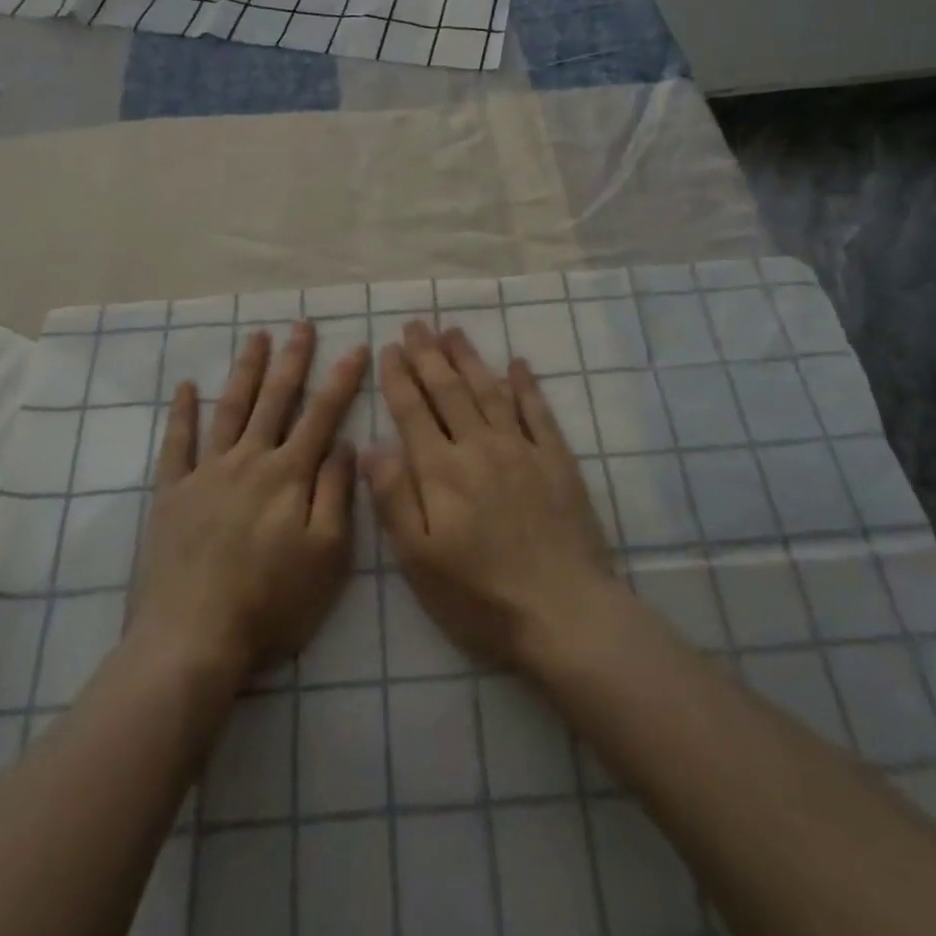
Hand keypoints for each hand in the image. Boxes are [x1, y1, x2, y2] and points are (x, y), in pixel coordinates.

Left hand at [130, 322, 369, 679]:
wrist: (193, 637)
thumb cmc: (271, 602)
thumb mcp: (327, 554)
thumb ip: (336, 493)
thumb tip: (342, 443)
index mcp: (289, 474)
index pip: (322, 415)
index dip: (341, 380)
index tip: (356, 346)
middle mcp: (248, 460)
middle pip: (275, 400)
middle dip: (292, 360)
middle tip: (301, 325)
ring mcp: (206, 473)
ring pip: (230, 409)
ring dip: (246, 371)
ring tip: (257, 338)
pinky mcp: (172, 493)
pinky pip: (177, 443)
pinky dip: (182, 413)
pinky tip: (186, 387)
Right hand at [367, 321, 619, 671]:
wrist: (563, 611)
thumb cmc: (479, 595)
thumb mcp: (419, 559)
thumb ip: (394, 498)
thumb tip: (373, 447)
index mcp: (441, 471)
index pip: (413, 412)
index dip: (399, 378)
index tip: (389, 349)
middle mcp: (480, 447)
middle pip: (449, 390)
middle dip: (429, 355)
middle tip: (416, 324)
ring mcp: (522, 450)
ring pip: (490, 391)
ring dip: (470, 358)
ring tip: (453, 331)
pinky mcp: (557, 461)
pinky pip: (538, 411)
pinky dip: (526, 385)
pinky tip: (518, 364)